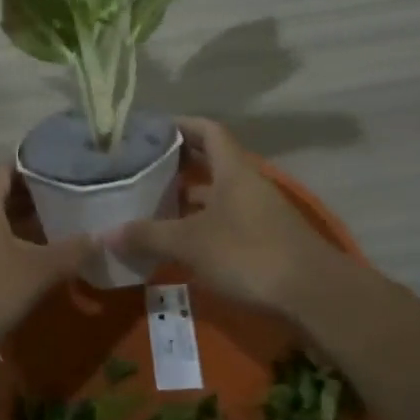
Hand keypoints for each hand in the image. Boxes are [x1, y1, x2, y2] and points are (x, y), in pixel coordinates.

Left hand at [0, 164, 99, 361]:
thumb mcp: (37, 270)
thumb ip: (72, 251)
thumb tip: (103, 237)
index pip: (11, 167)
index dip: (39, 170)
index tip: (66, 176)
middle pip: (0, 190)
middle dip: (32, 196)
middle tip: (65, 202)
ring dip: (17, 219)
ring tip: (51, 227)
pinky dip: (2, 237)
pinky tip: (23, 254)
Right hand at [106, 117, 339, 312]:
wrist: (314, 295)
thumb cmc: (248, 253)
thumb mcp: (190, 243)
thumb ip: (148, 235)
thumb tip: (106, 234)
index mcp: (233, 169)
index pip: (207, 130)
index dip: (181, 124)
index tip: (152, 129)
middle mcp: (247, 183)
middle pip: (212, 160)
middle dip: (179, 162)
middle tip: (143, 166)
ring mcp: (259, 212)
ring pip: (218, 193)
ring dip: (189, 195)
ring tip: (153, 202)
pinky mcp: (265, 240)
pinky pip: (226, 219)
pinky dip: (202, 222)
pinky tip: (181, 239)